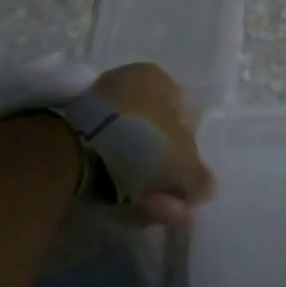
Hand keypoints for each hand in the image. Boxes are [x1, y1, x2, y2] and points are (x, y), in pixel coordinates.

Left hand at [91, 62, 217, 226]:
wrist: (78, 149)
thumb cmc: (143, 142)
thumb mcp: (184, 163)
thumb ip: (200, 176)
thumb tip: (207, 186)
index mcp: (158, 78)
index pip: (185, 115)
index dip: (190, 152)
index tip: (187, 181)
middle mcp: (130, 83)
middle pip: (157, 136)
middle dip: (166, 173)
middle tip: (172, 203)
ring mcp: (101, 106)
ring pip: (133, 150)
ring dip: (146, 182)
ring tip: (152, 209)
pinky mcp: (78, 131)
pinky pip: (109, 157)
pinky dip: (120, 179)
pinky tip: (129, 202)